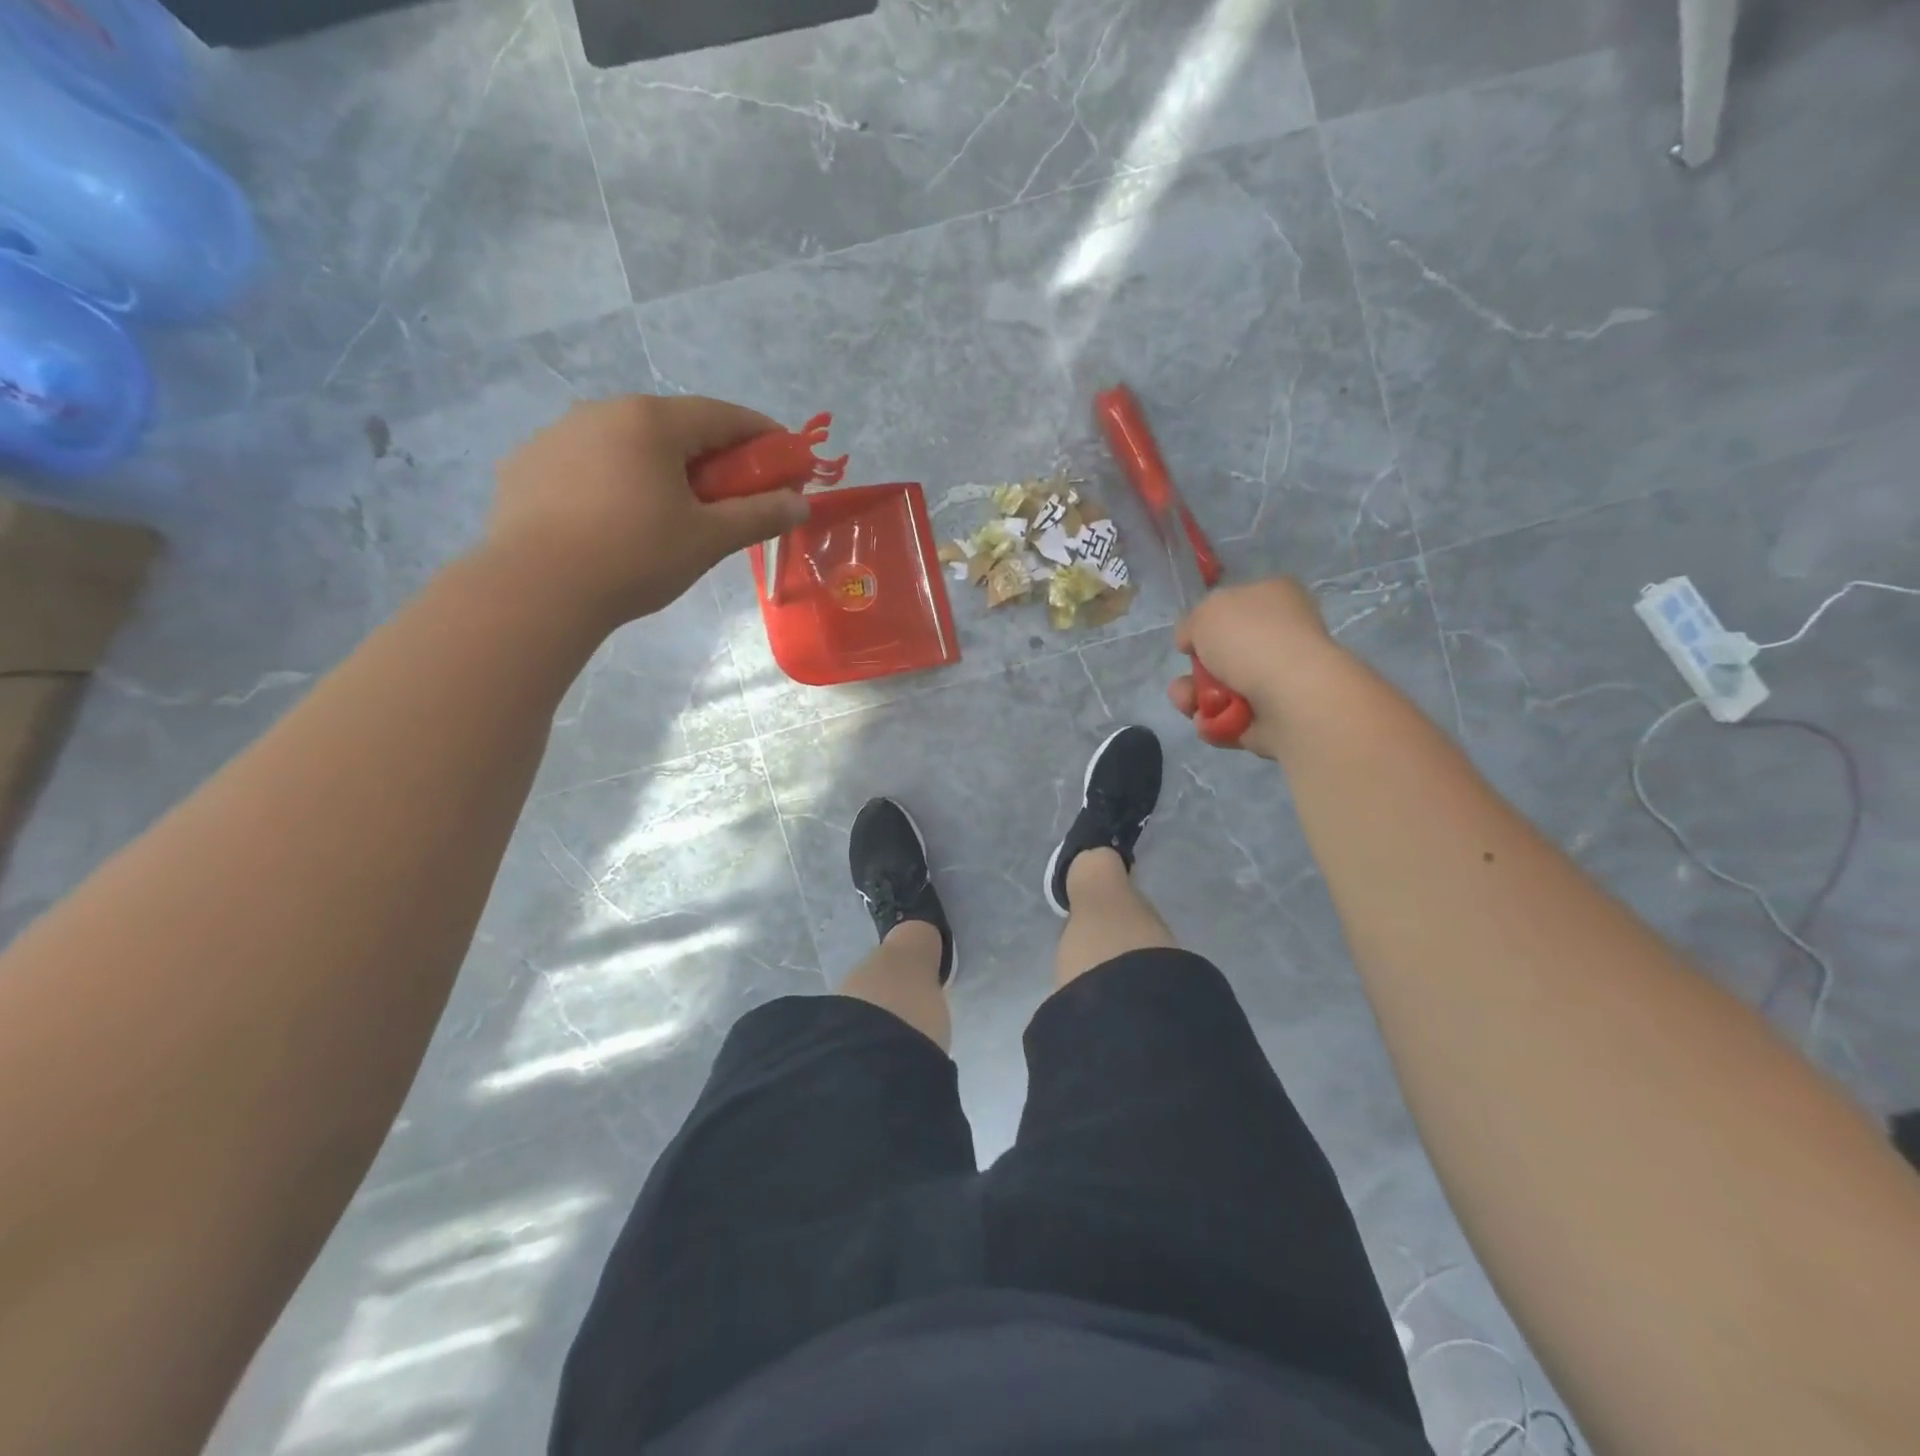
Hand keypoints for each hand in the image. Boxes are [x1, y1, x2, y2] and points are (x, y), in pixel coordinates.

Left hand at [484, 394, 809, 627]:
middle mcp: (601, 411)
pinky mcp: (525, 465)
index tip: (787, 456)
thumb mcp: (709, 539)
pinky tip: (613, 520)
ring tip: (668, 511)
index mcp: (651, 422)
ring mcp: (556, 435)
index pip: (722, 414)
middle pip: (673, 427)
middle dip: (711, 456)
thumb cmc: (636, 556)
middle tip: (731, 494)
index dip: (762, 434)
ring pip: (625, 444)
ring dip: (658, 467)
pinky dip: (612, 481)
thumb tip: (801, 504)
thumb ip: (760, 516)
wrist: (537, 589)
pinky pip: (585, 464)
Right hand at [1169, 578, 1337, 758]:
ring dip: (1196, 698)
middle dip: (1195, 671)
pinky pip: (1231, 719)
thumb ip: (1191, 622)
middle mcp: (1280, 636)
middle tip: (1185, 680)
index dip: (1205, 623)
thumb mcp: (1206, 611)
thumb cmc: (1250, 639)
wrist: (1291, 696)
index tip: (1189, 640)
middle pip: (1223, 654)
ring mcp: (1280, 679)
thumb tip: (1192, 641)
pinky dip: (1215, 722)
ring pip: (1222, 690)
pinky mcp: (1275, 717)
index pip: (1235, 605)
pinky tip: (1210, 721)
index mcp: (1274, 598)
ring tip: (1190, 705)